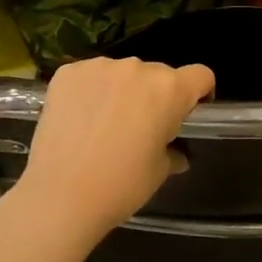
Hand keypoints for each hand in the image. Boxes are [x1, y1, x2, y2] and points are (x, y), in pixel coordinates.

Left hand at [10, 57, 214, 245]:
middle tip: (141, 127)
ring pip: (122, 73)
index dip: (199, 93)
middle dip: (155, 95)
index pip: (200, 75)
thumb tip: (176, 154)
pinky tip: (79, 119)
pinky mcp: (67, 73)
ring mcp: (99, 66)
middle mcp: (138, 68)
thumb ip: (172, 152)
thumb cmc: (121, 185)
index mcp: (169, 89)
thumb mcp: (159, 172)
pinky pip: (89, 76)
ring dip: (121, 91)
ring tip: (104, 124)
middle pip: (158, 74)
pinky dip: (90, 91)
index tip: (187, 113)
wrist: (60, 195)